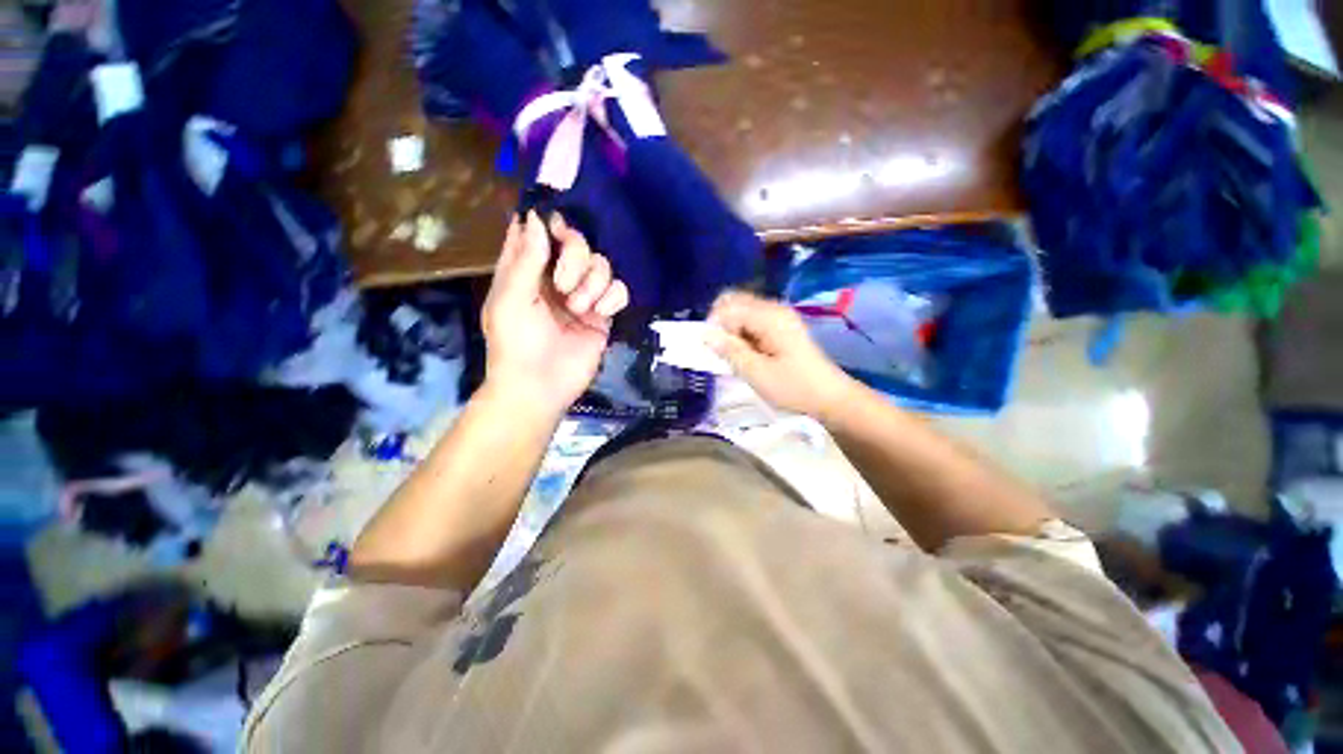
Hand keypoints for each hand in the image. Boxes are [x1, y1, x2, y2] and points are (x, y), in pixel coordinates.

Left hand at [482, 211, 628, 415]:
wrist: (541, 386)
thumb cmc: (515, 343)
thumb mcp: (511, 298)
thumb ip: (526, 258)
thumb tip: (536, 217)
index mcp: (527, 270)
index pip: (540, 232)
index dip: (550, 223)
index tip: (558, 229)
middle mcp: (556, 278)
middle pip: (579, 242)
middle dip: (575, 259)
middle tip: (563, 285)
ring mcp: (583, 296)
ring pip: (602, 264)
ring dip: (593, 284)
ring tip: (579, 309)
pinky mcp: (603, 314)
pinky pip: (619, 290)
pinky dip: (612, 298)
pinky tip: (599, 314)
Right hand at [707, 291, 855, 420]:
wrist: (830, 398)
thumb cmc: (793, 387)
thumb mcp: (756, 373)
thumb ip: (730, 351)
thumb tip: (705, 334)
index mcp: (769, 317)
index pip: (728, 307)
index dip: (714, 326)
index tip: (714, 351)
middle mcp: (774, 309)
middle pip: (734, 302)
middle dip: (721, 325)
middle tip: (723, 352)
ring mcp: (779, 316)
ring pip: (742, 311)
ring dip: (732, 331)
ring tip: (735, 357)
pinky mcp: (782, 327)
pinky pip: (753, 321)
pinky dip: (743, 334)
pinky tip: (748, 355)